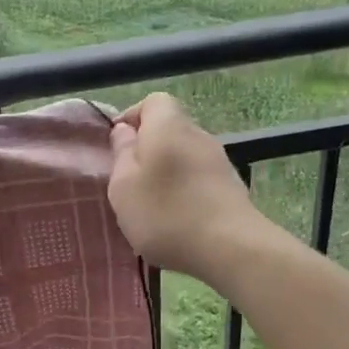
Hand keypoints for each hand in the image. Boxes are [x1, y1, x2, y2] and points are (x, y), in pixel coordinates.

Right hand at [108, 93, 265, 280]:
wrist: (230, 247)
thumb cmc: (166, 214)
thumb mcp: (124, 187)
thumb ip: (121, 154)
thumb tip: (124, 131)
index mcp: (168, 126)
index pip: (153, 101)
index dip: (132, 117)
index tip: (118, 146)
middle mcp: (198, 135)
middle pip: (169, 129)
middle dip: (148, 150)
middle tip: (130, 182)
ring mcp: (219, 161)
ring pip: (184, 156)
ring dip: (166, 173)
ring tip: (152, 206)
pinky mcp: (231, 186)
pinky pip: (198, 178)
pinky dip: (185, 191)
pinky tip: (177, 220)